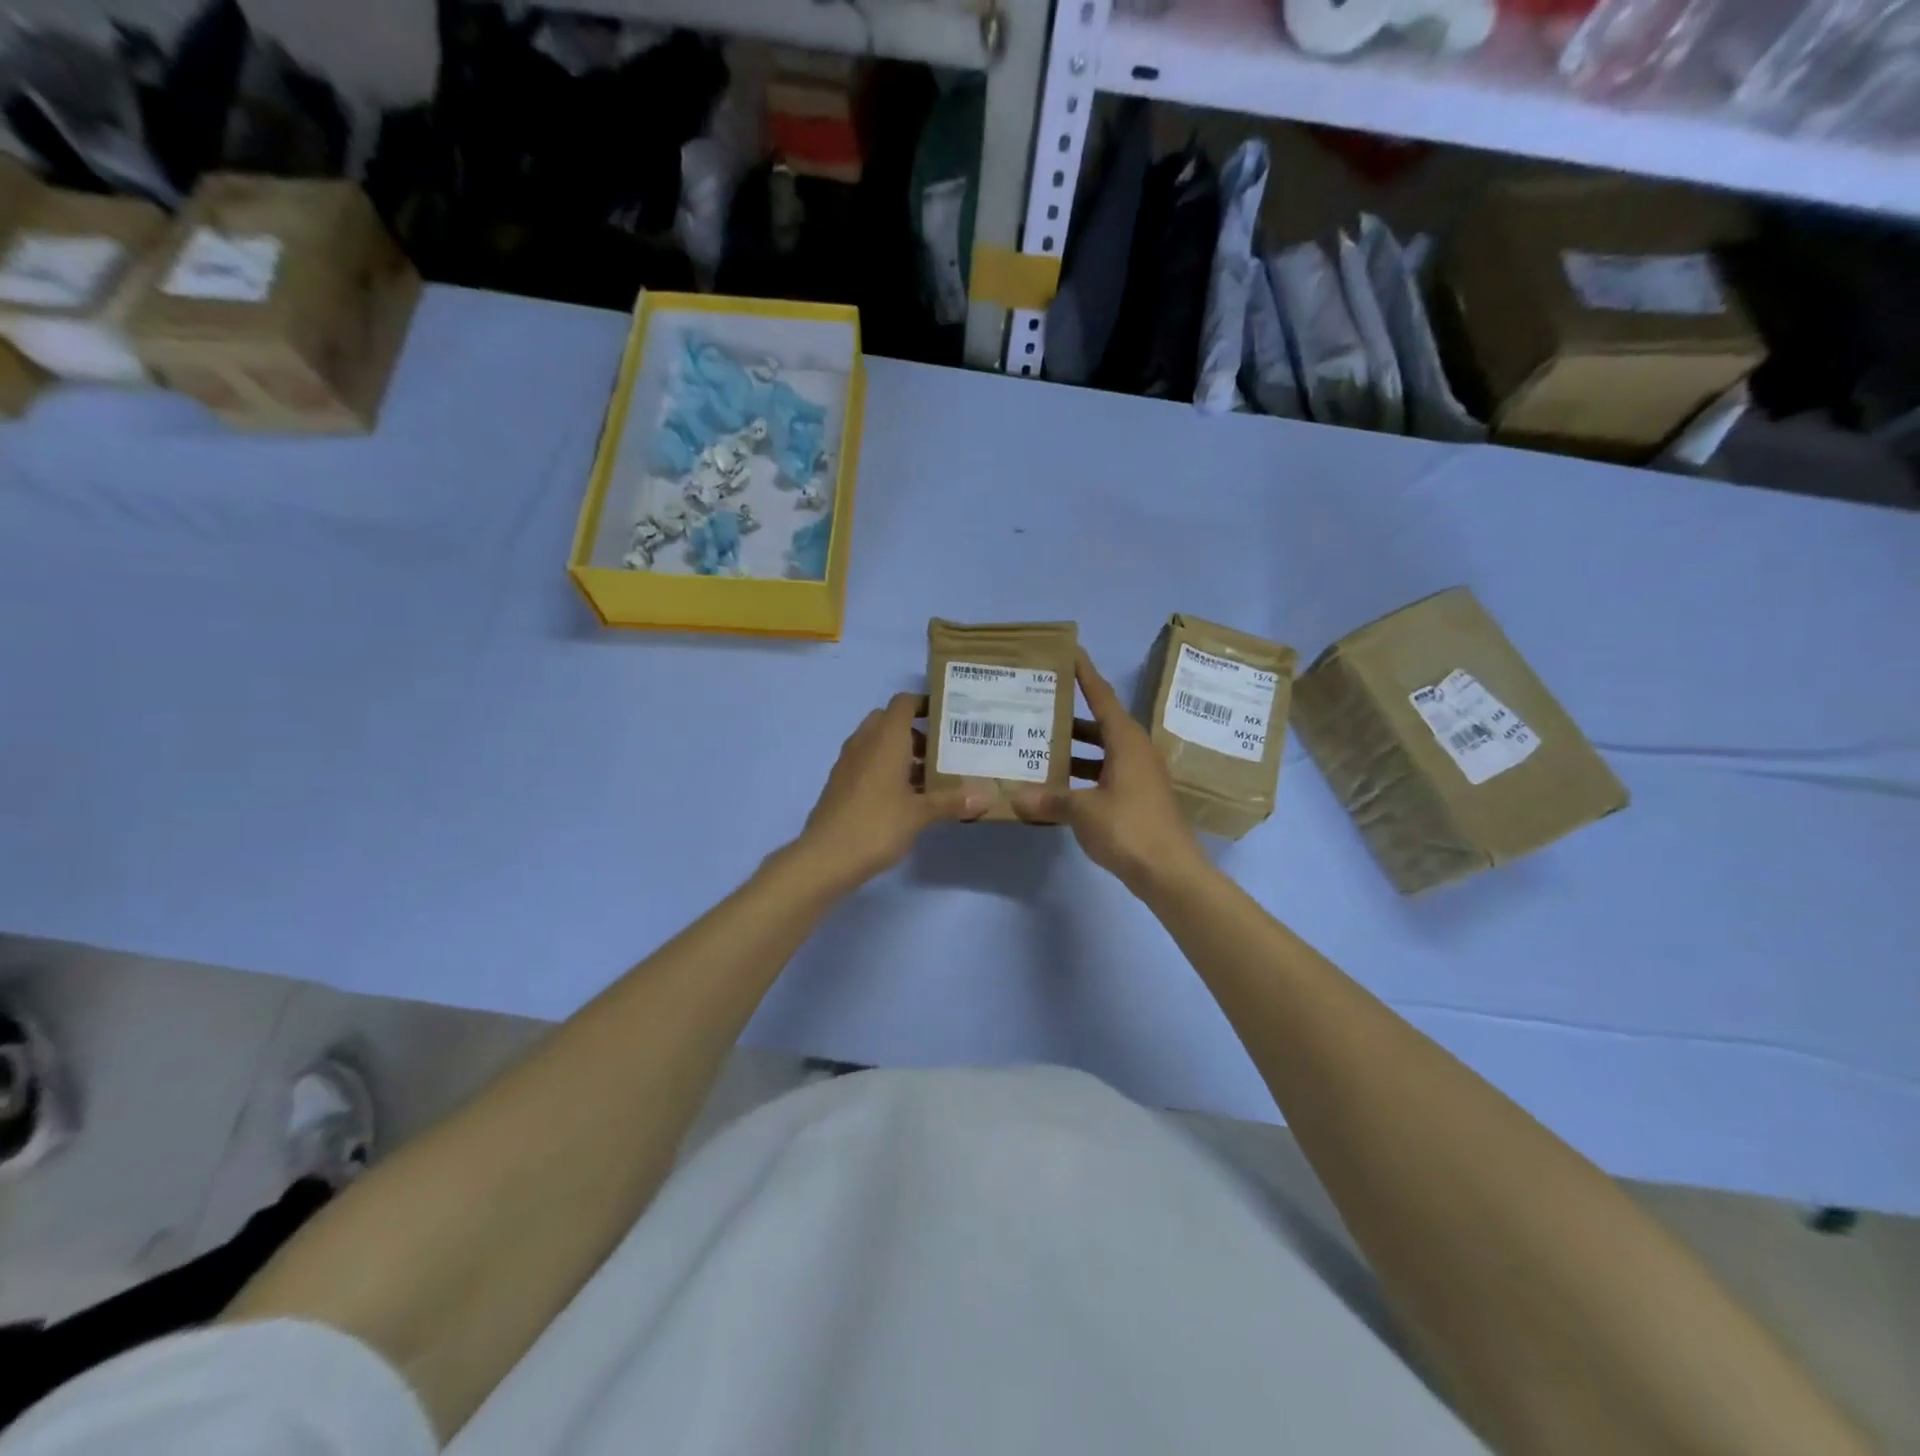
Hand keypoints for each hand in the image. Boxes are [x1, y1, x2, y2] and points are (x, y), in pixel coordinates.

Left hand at [793, 693, 986, 891]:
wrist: (826, 857)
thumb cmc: (877, 825)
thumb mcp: (920, 814)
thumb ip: (952, 801)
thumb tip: (987, 795)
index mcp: (885, 739)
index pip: (903, 703)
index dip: (924, 703)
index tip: (947, 717)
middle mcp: (864, 743)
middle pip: (889, 721)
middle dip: (915, 732)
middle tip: (941, 752)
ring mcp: (848, 763)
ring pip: (877, 744)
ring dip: (901, 753)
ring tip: (929, 778)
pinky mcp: (841, 784)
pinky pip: (867, 764)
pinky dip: (886, 770)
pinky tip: (905, 798)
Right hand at [1012, 649, 1205, 893]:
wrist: (1170, 872)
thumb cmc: (1128, 828)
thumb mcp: (1082, 811)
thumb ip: (1049, 799)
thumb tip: (1016, 797)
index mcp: (1127, 741)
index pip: (1102, 697)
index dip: (1085, 674)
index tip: (1070, 651)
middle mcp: (1136, 751)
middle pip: (1101, 723)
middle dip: (1071, 714)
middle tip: (1038, 704)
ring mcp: (1139, 776)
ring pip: (1102, 751)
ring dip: (1076, 748)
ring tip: (1040, 743)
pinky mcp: (1138, 798)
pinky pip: (1105, 774)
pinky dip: (1083, 774)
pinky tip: (1058, 784)